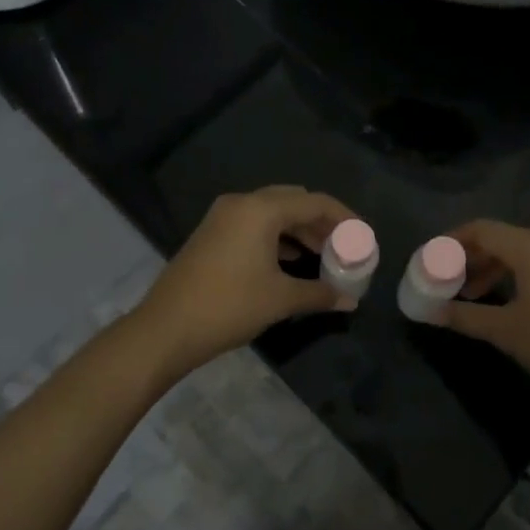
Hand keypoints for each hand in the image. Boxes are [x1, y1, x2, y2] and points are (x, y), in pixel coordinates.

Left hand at [132, 185, 356, 381]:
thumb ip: (319, 293)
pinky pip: (254, 225)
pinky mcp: (212, 235)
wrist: (165, 329)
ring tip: (323, 254)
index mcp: (261, 209)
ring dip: (299, 230)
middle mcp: (241, 204)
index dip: (344, 217)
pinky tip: (292, 260)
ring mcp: (222, 218)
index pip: (314, 202)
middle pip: (293, 201)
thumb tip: (350, 300)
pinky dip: (277, 238)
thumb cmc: (229, 306)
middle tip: (343, 245)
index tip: (364, 236)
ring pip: (272, 213)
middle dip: (321, 221)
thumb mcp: (280, 299)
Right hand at [438, 220, 529, 424]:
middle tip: (446, 280)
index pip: (482, 230)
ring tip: (470, 295)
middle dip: (471, 256)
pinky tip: (505, 301)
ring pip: (522, 252)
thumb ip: (465, 316)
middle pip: (502, 238)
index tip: (430, 259)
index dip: (452, 241)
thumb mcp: (507, 332)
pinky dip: (517, 275)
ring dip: (493, 268)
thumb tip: (430, 312)